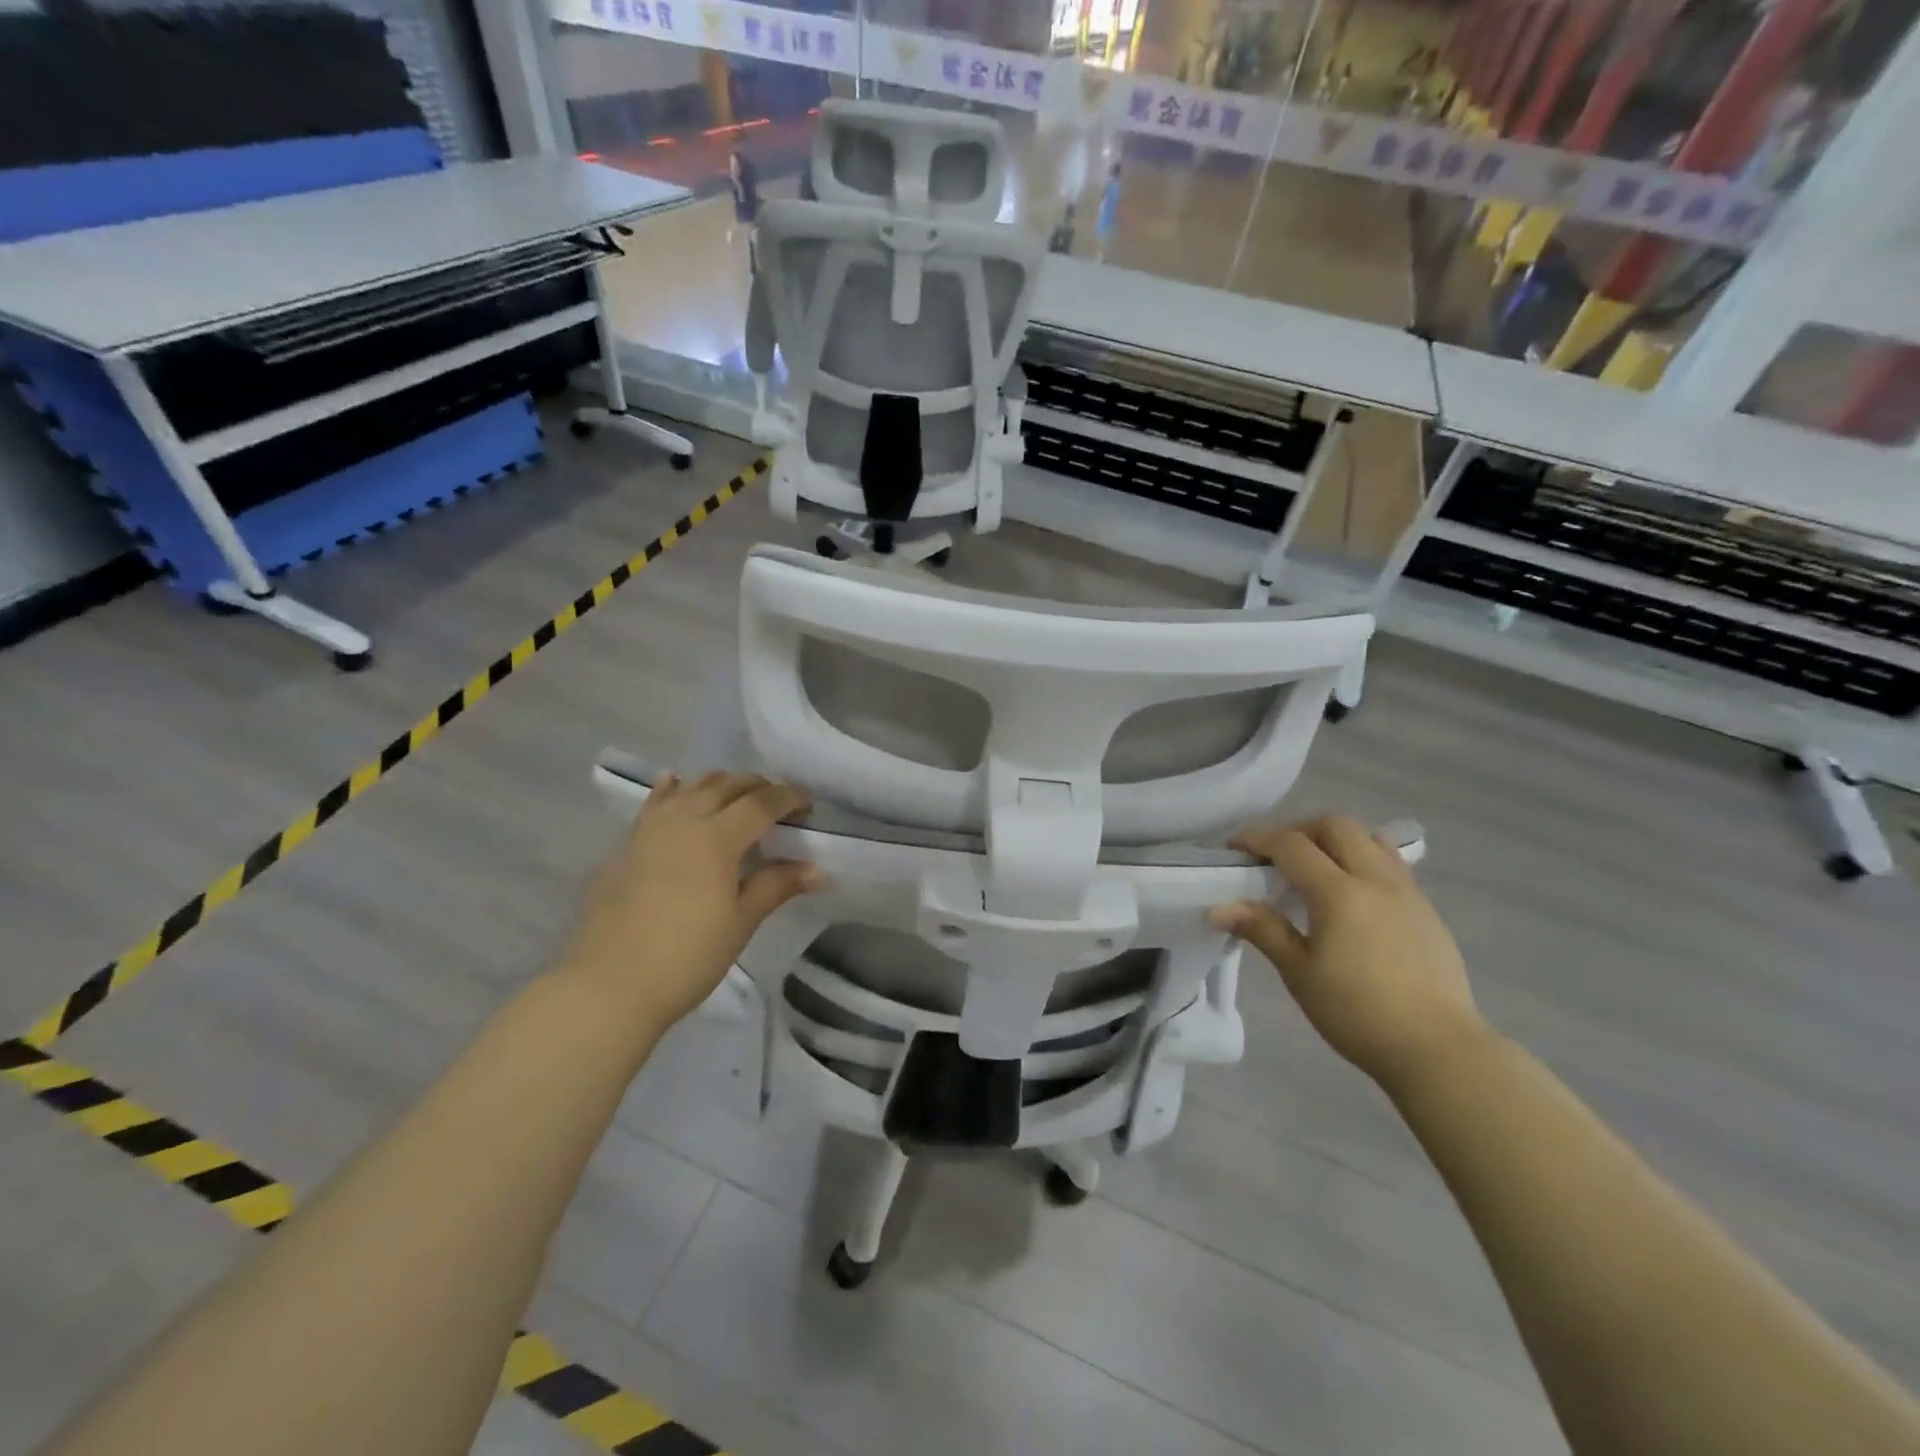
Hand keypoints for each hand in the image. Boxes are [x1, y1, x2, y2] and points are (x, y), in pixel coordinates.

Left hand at [558, 772, 818, 1033]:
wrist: (609, 985)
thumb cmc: (687, 956)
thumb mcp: (741, 921)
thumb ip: (777, 885)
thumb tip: (818, 869)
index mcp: (717, 837)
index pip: (762, 803)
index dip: (789, 798)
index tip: (808, 806)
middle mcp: (685, 819)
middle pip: (728, 786)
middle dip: (759, 788)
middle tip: (779, 807)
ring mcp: (651, 828)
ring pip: (692, 787)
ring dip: (722, 784)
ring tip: (738, 799)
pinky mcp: (627, 844)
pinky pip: (656, 802)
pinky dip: (674, 789)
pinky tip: (676, 783)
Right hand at [1210, 815, 1487, 1093]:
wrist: (1438, 1050)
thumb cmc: (1357, 1013)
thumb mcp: (1299, 973)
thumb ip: (1262, 930)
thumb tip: (1218, 909)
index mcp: (1339, 892)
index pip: (1291, 844)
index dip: (1256, 838)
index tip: (1233, 848)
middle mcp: (1375, 879)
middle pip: (1334, 825)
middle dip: (1297, 829)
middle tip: (1274, 855)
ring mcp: (1407, 891)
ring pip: (1368, 838)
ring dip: (1334, 840)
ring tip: (1314, 868)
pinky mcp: (1426, 909)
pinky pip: (1391, 863)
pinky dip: (1362, 859)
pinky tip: (1352, 893)